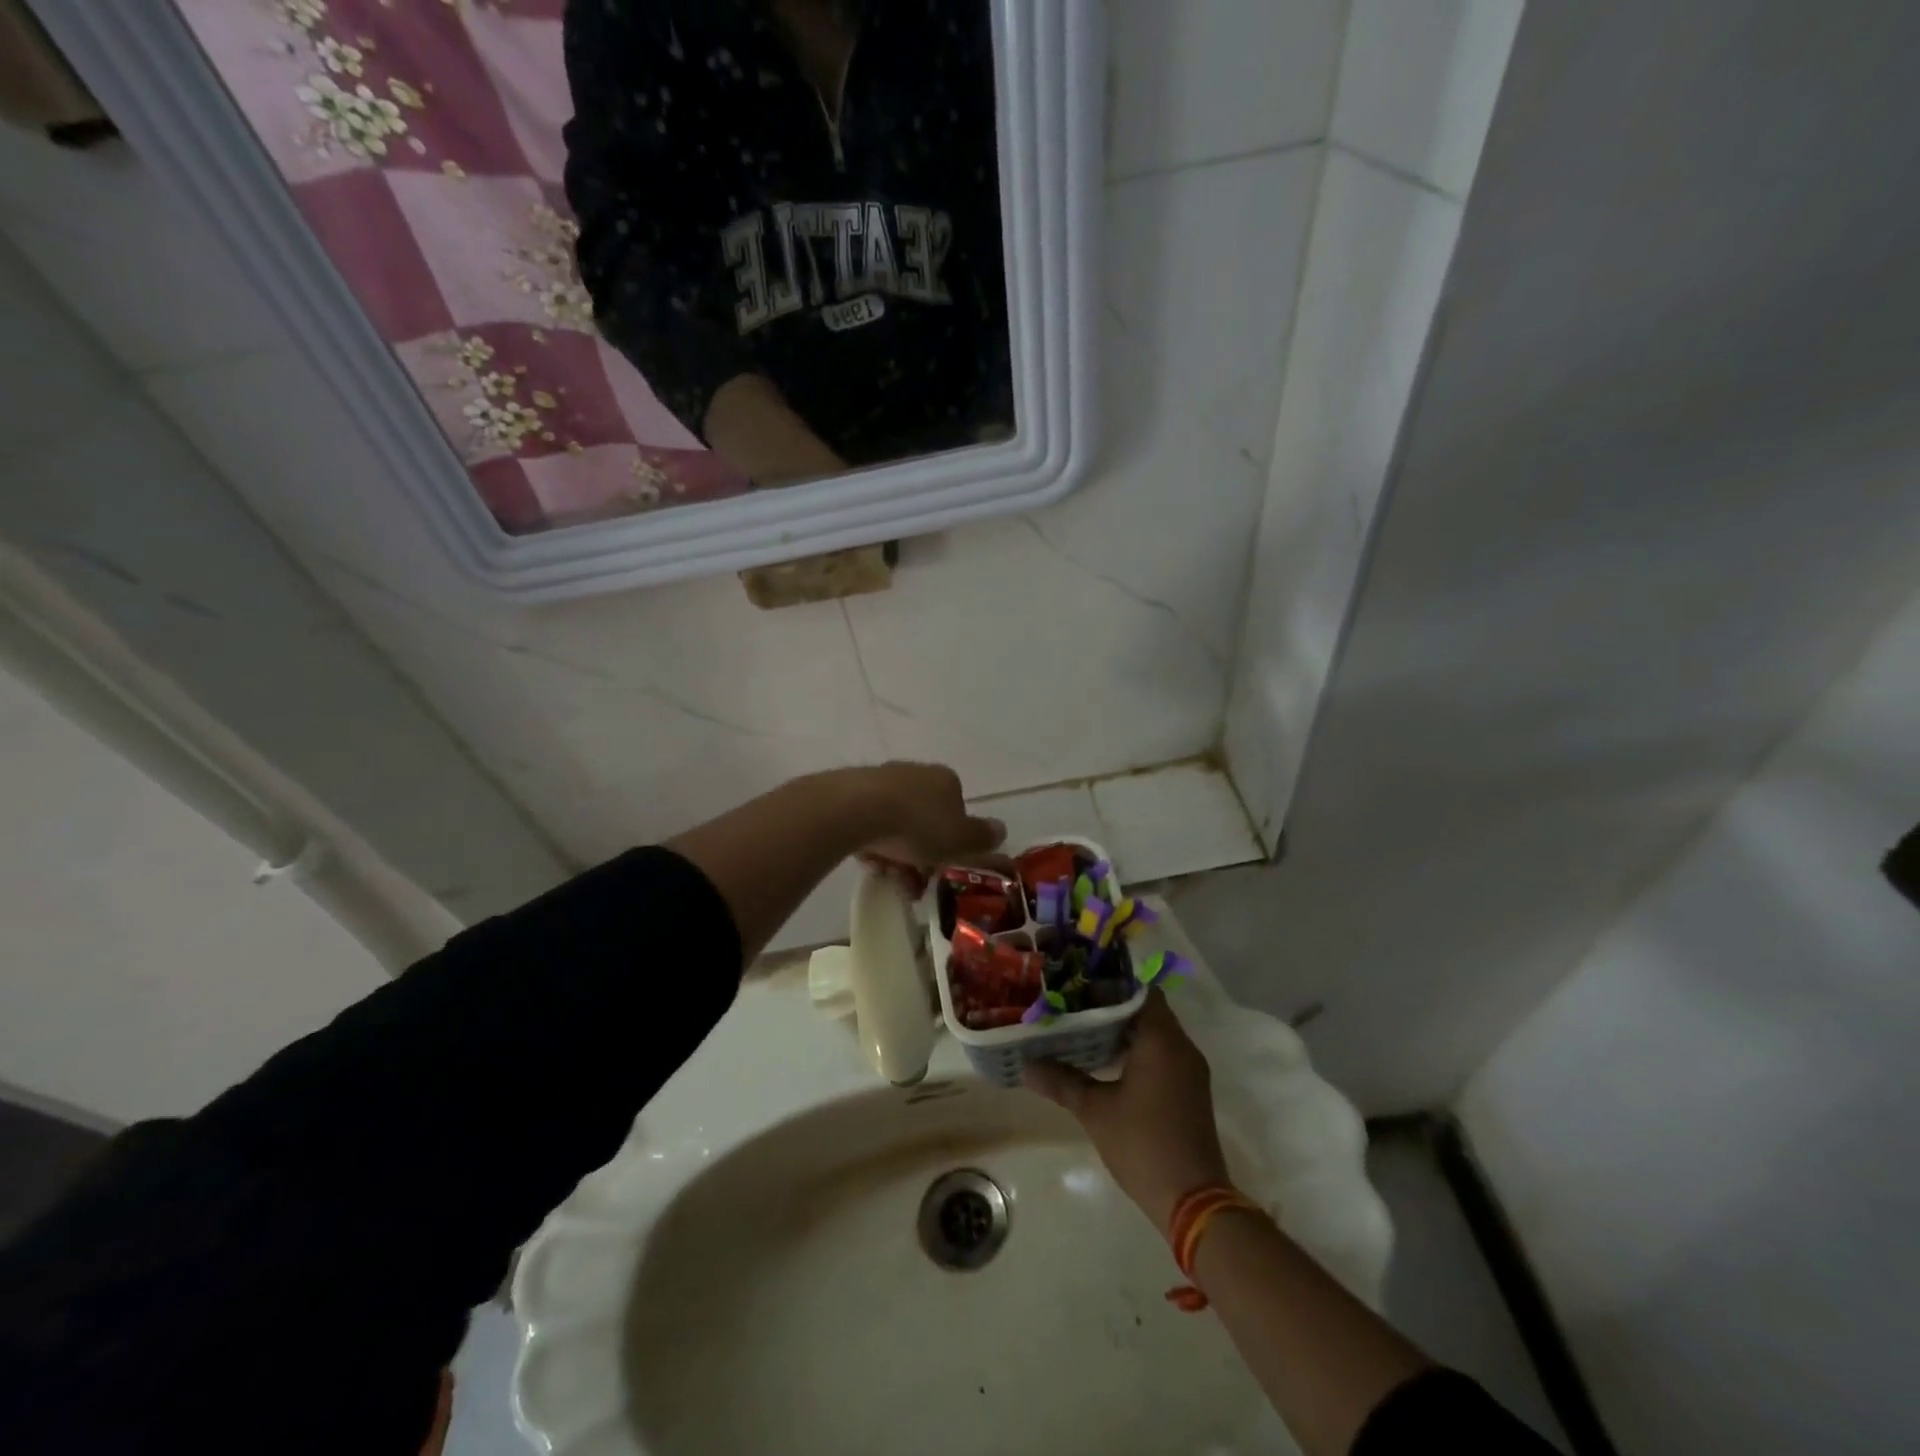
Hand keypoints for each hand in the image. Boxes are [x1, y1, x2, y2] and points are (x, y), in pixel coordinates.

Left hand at [855, 762, 1004, 895]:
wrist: (859, 809)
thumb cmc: (918, 825)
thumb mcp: (960, 839)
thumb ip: (982, 837)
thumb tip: (1001, 830)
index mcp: (947, 780)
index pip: (957, 810)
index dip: (953, 841)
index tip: (943, 866)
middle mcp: (917, 773)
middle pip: (925, 817)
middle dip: (922, 851)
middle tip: (915, 880)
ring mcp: (882, 779)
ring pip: (896, 822)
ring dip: (896, 851)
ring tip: (890, 876)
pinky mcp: (853, 791)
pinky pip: (869, 822)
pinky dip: (872, 843)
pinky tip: (868, 861)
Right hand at [1024, 988, 1229, 1236]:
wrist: (1193, 1201)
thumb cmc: (1142, 1144)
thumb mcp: (1095, 1110)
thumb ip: (1061, 1081)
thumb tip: (1026, 1065)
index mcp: (1161, 1040)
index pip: (1140, 991)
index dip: (1111, 986)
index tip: (1080, 989)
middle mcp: (1181, 1047)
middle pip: (1147, 1010)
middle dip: (1112, 1008)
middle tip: (1074, 1009)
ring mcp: (1190, 1070)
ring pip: (1155, 1034)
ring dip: (1124, 1031)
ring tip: (1084, 1032)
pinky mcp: (1190, 1090)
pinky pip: (1164, 1055)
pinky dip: (1138, 1051)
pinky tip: (1107, 1064)